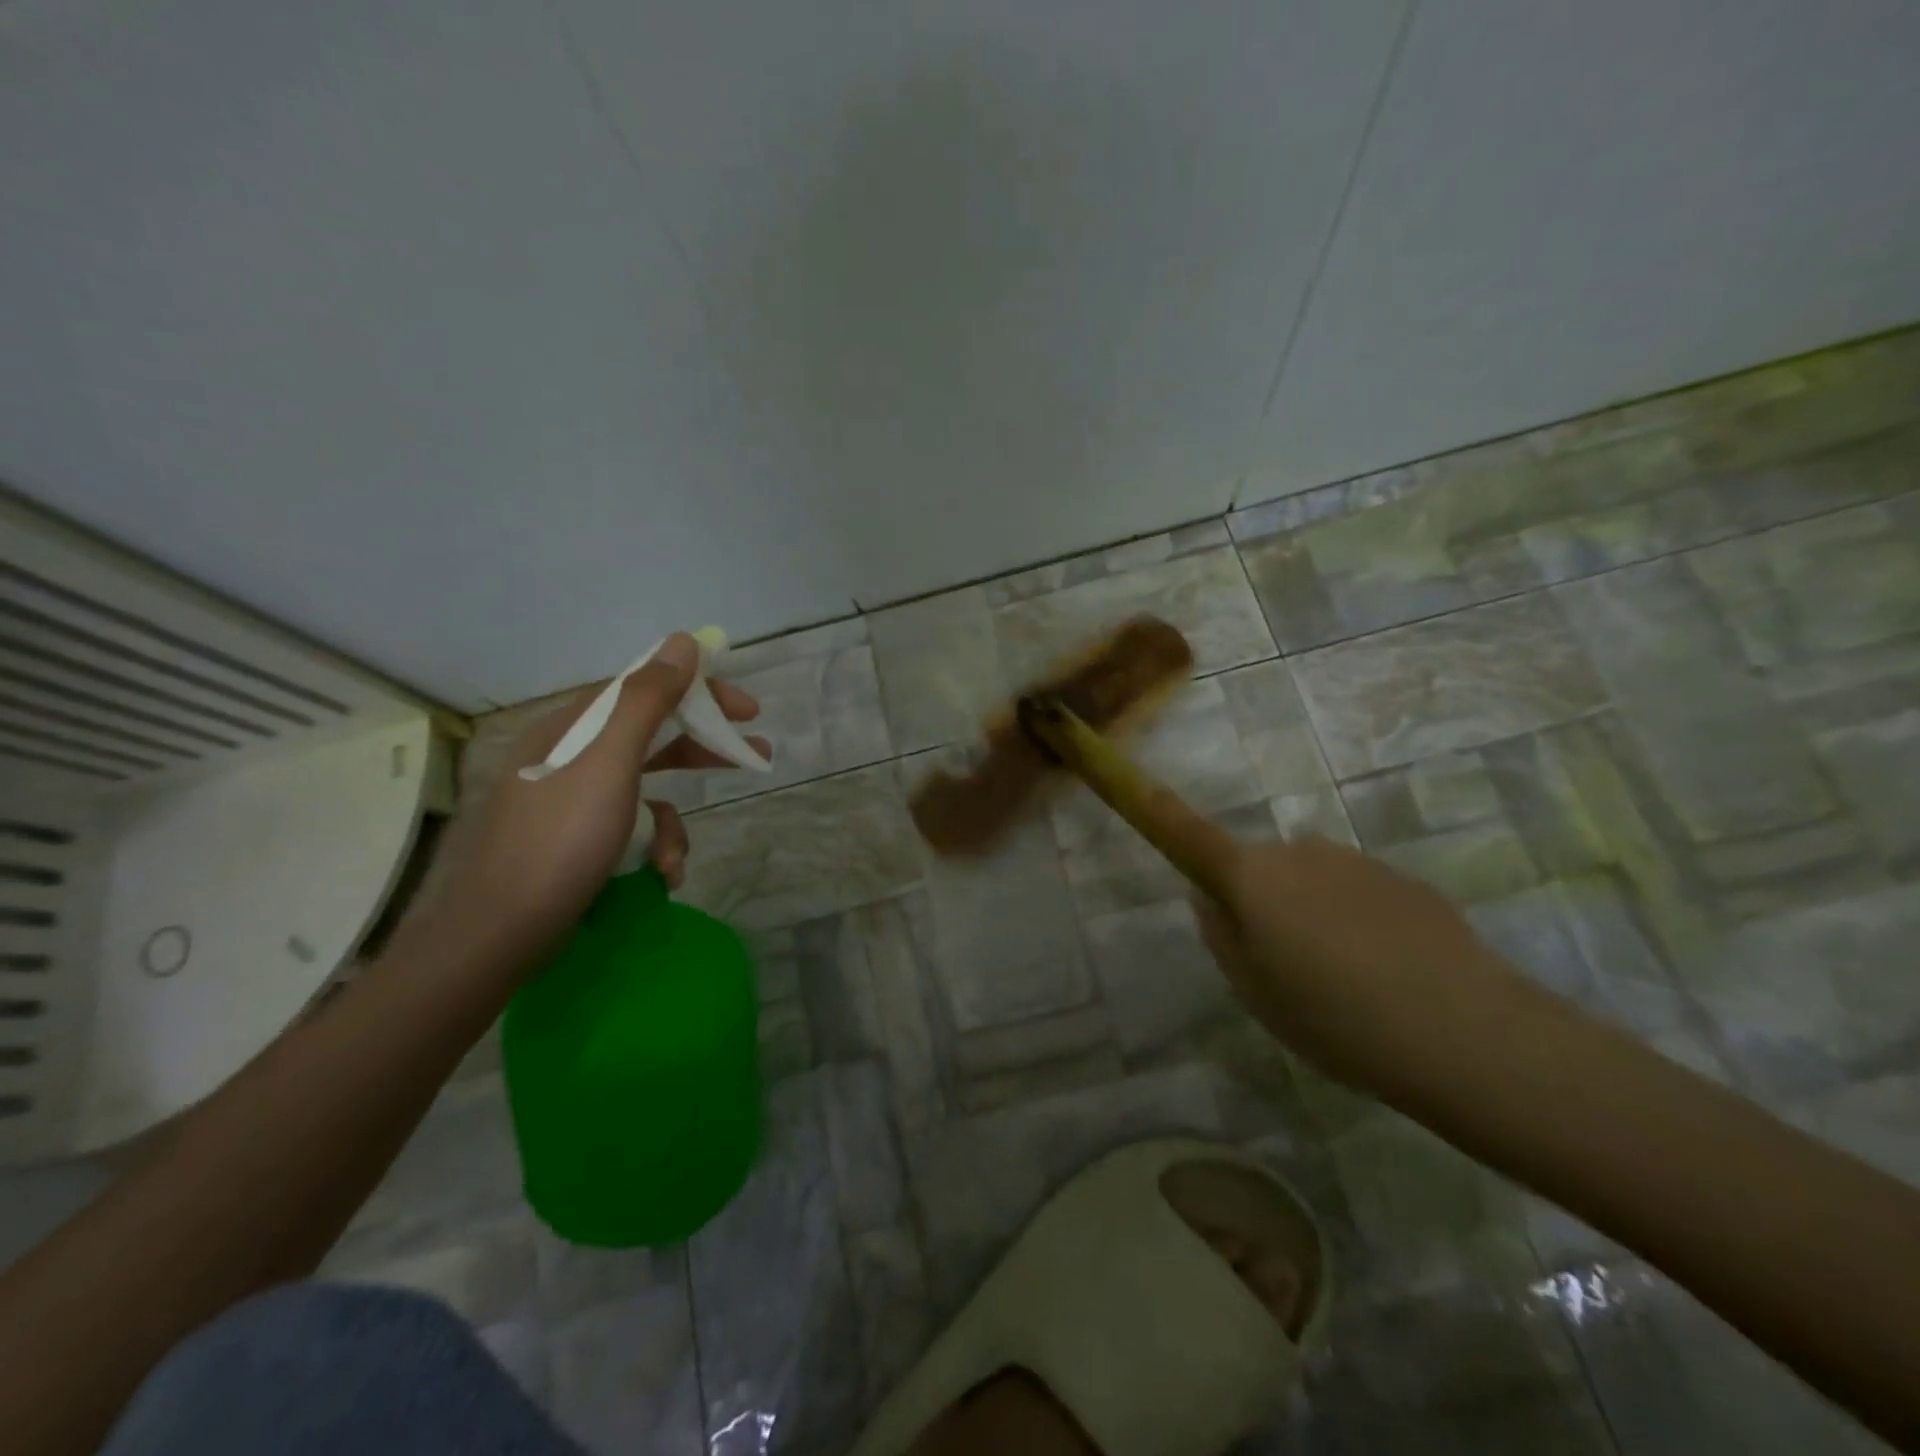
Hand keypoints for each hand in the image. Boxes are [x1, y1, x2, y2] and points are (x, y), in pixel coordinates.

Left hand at [433, 633, 767, 968]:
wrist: (501, 932)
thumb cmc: (561, 838)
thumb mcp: (611, 760)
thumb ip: (647, 699)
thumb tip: (682, 642)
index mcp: (573, 727)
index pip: (645, 689)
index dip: (700, 692)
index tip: (747, 709)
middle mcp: (570, 755)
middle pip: (651, 735)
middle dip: (702, 749)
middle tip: (754, 755)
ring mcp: (572, 800)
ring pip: (646, 789)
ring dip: (672, 822)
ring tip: (678, 858)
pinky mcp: (576, 839)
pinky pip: (630, 826)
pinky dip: (650, 849)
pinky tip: (656, 877)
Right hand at [1194, 833, 1525, 1092]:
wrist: (1466, 1031)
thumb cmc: (1334, 1016)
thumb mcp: (1256, 991)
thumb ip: (1222, 937)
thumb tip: (1209, 899)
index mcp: (1252, 876)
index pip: (1192, 835)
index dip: (1161, 811)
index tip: (1140, 787)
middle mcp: (1300, 851)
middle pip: (1263, 868)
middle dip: (1264, 902)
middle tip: (1286, 967)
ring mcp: (1356, 861)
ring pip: (1313, 881)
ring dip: (1315, 914)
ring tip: (1349, 981)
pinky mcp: (1405, 879)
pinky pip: (1359, 894)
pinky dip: (1359, 922)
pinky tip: (1390, 975)